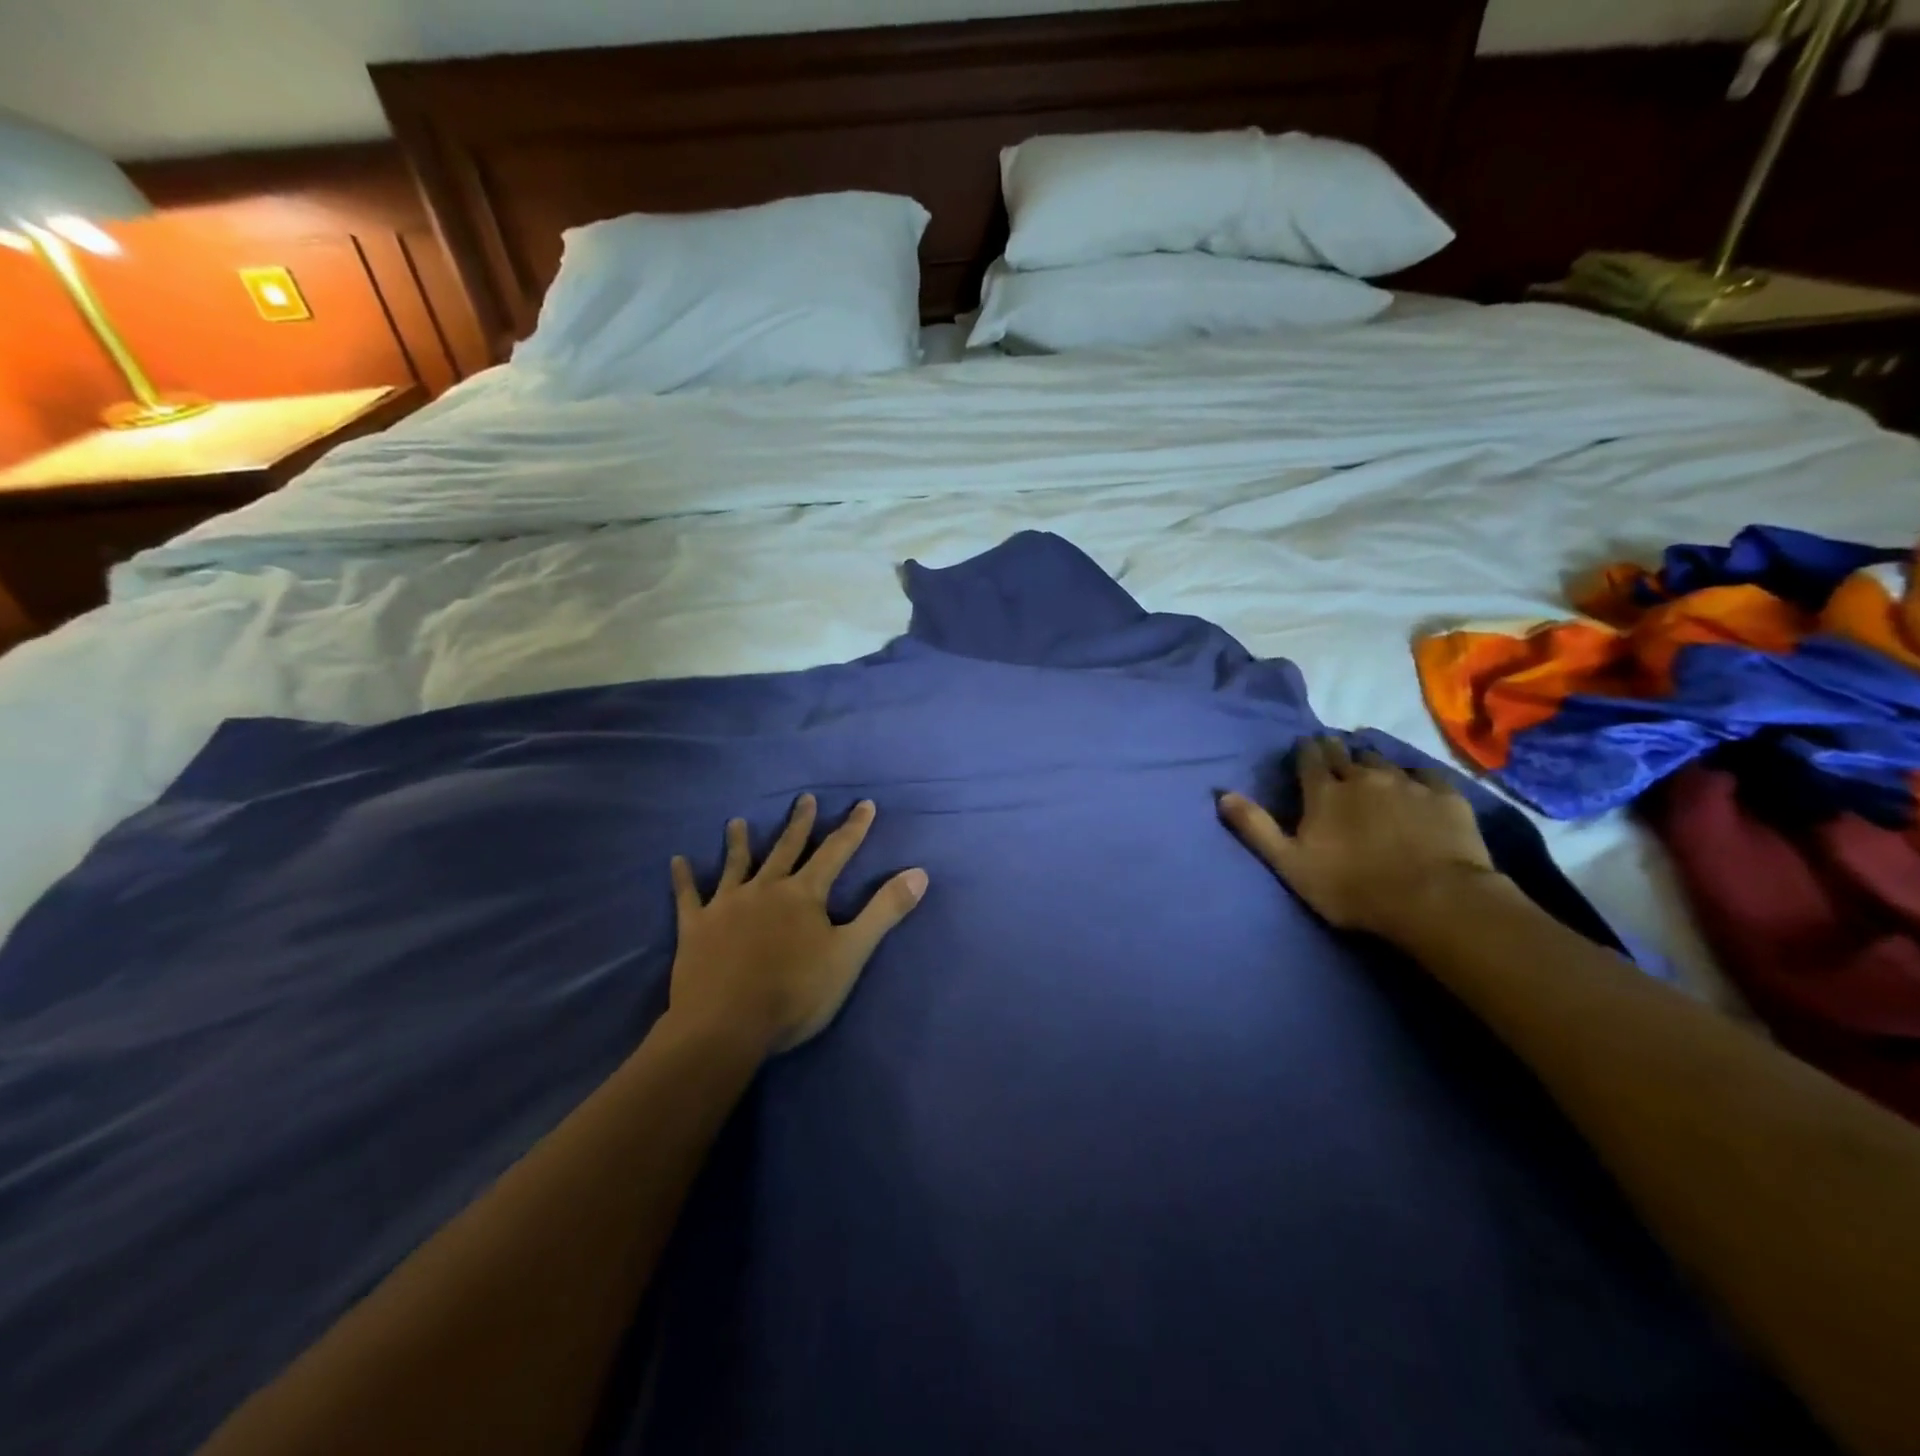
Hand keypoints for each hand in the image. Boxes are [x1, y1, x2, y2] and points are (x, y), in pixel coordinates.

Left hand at [668, 795, 928, 1055]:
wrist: (726, 1026)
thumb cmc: (795, 992)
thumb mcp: (851, 953)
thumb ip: (885, 911)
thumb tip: (920, 872)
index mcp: (804, 894)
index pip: (836, 852)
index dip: (853, 828)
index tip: (864, 804)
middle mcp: (765, 888)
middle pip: (786, 848)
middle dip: (800, 823)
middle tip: (805, 797)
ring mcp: (727, 905)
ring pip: (736, 865)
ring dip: (740, 842)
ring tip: (737, 821)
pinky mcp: (696, 927)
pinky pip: (688, 897)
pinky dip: (683, 879)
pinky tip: (677, 861)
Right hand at [1219, 737, 1502, 942]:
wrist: (1435, 900)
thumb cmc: (1352, 888)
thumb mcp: (1290, 864)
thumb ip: (1256, 828)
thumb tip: (1222, 794)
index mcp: (1324, 792)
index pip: (1309, 758)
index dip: (1304, 751)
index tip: (1304, 749)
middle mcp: (1363, 777)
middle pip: (1344, 752)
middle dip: (1335, 750)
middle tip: (1332, 753)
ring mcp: (1408, 783)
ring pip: (1383, 759)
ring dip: (1371, 761)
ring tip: (1370, 767)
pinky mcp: (1446, 796)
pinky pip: (1425, 773)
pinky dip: (1414, 775)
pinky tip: (1415, 783)